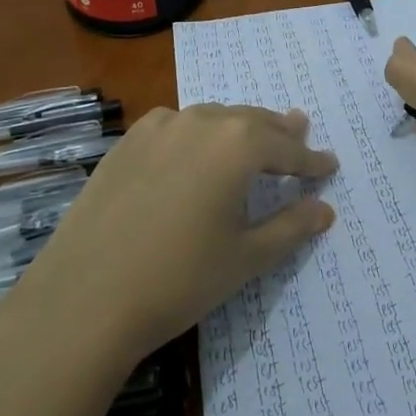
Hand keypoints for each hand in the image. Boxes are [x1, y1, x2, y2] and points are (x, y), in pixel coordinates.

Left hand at [5, 105, 337, 365]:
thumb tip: (324, 209)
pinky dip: (198, 134)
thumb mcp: (245, 257)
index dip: (311, 161)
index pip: (287, 149)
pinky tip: (196, 152)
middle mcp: (200, 121)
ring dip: (237, 128)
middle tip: (299, 130)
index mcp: (237, 144)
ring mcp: (158, 127)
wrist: (85, 296)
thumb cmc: (179, 279)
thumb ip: (290, 226)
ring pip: (212, 119)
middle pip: (250, 121)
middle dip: (278, 132)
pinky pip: (176, 128)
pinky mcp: (127, 142)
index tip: (330, 165)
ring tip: (253, 136)